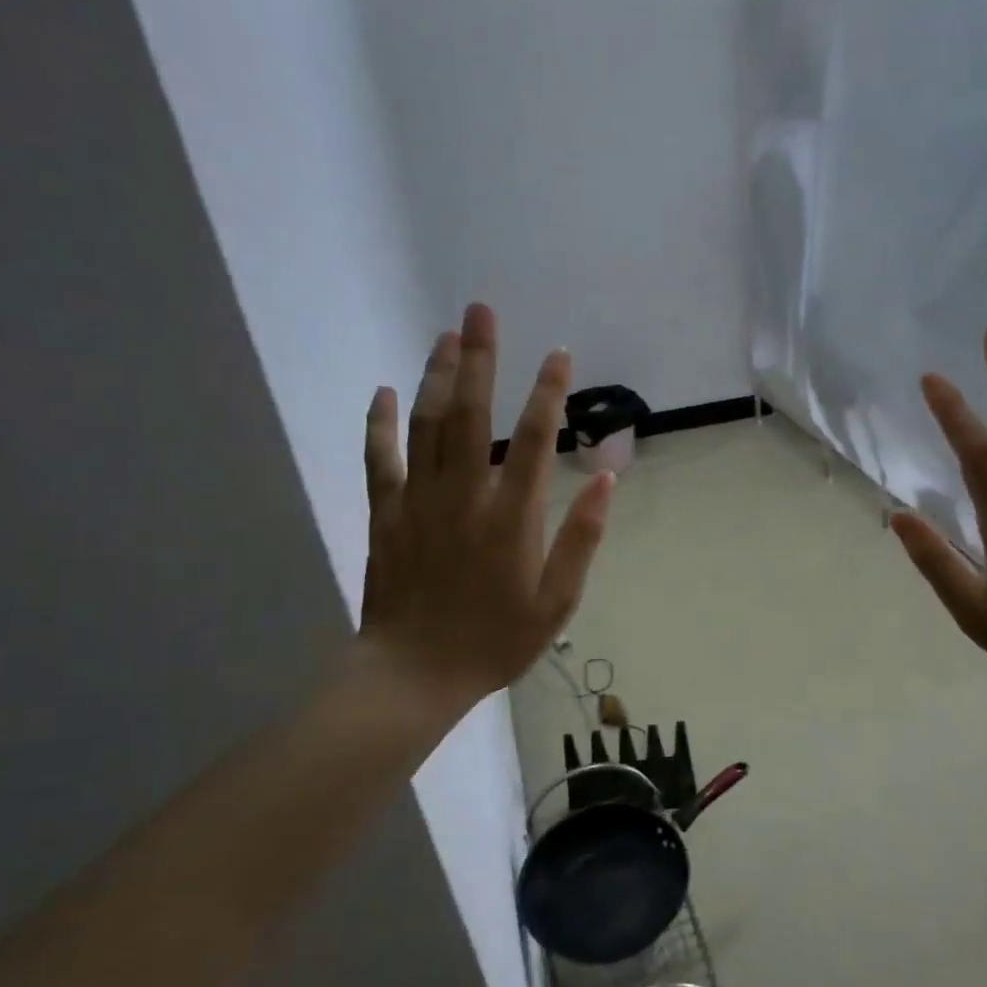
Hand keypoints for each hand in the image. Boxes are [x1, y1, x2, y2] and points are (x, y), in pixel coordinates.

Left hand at [359, 303, 613, 722]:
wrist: (414, 674)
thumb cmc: (495, 640)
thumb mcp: (556, 601)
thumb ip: (581, 538)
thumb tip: (607, 479)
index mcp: (511, 517)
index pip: (535, 439)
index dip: (549, 393)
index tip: (559, 354)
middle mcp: (465, 495)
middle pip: (472, 414)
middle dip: (481, 358)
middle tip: (481, 311)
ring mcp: (419, 501)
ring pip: (427, 425)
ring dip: (438, 376)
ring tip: (446, 335)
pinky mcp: (386, 513)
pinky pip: (380, 459)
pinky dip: (379, 423)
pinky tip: (383, 391)